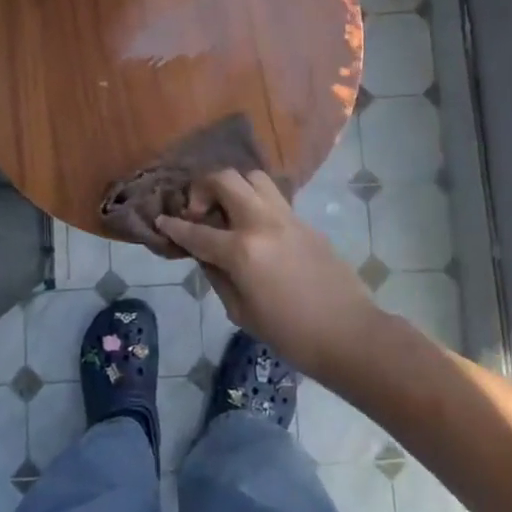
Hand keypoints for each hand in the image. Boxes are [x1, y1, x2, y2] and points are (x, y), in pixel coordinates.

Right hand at [157, 170, 383, 383]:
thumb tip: (205, 254)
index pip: (196, 231)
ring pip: (253, 177)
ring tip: (228, 211)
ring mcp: (287, 217)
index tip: (162, 221)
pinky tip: (254, 226)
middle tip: (199, 212)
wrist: (349, 333)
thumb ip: (218, 276)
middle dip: (201, 188)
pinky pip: (273, 197)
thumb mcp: (241, 312)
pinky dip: (256, 201)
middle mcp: (261, 222)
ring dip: (233, 187)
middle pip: (224, 179)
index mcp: (241, 250)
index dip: (174, 227)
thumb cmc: (290, 334)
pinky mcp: (304, 221)